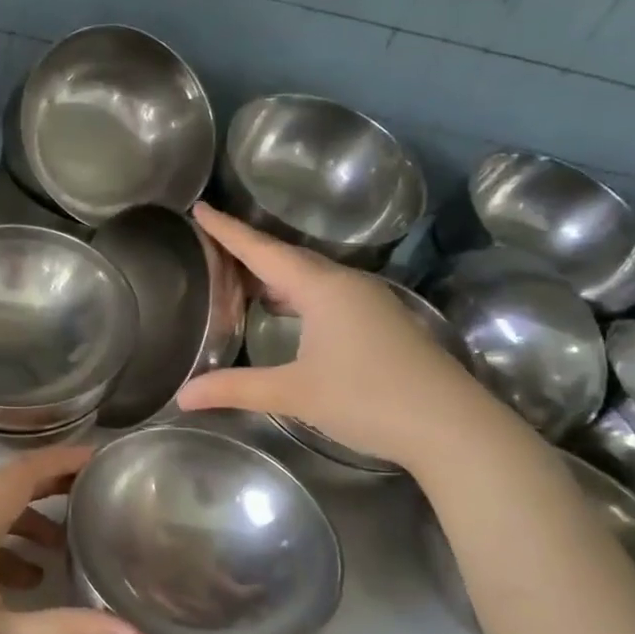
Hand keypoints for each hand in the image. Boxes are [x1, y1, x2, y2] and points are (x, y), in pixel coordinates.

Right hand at [176, 203, 498, 470]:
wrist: (452, 426)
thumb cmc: (368, 398)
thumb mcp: (294, 393)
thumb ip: (235, 389)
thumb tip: (183, 396)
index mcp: (322, 288)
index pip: (263, 250)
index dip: (228, 230)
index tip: (200, 207)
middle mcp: (346, 284)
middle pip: (287, 257)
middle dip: (248, 250)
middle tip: (212, 246)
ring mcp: (369, 301)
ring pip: (310, 276)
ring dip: (274, 274)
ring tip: (240, 279)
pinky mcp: (381, 322)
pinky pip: (326, 293)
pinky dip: (296, 294)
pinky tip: (286, 311)